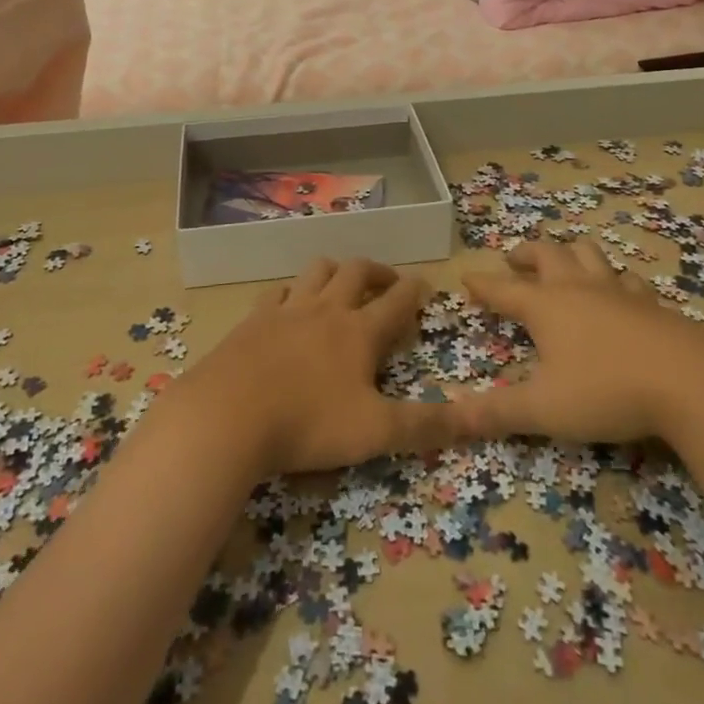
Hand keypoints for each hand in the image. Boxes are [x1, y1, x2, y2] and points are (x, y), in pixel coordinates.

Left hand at [175, 257, 460, 475]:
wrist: (228, 415)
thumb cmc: (308, 423)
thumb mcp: (375, 432)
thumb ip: (425, 426)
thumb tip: (475, 419)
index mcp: (359, 332)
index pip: (397, 301)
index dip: (414, 290)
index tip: (425, 283)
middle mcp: (325, 310)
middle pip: (356, 271)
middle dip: (377, 271)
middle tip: (388, 281)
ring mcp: (286, 310)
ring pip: (316, 271)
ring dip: (335, 271)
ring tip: (341, 283)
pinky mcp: (253, 320)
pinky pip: (277, 292)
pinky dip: (291, 292)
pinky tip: (288, 304)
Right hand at [459, 239, 703, 443]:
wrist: (692, 381)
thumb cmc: (606, 390)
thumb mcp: (544, 409)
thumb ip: (496, 413)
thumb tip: (447, 417)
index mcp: (545, 306)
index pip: (503, 289)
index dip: (483, 285)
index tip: (467, 277)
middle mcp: (578, 288)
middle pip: (547, 255)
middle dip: (526, 254)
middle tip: (514, 260)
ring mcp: (617, 291)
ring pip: (588, 254)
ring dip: (570, 254)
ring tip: (563, 263)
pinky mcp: (651, 304)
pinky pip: (626, 279)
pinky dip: (613, 279)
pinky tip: (619, 291)